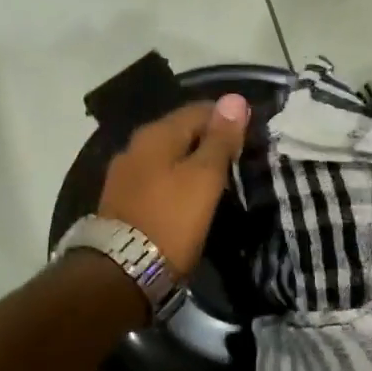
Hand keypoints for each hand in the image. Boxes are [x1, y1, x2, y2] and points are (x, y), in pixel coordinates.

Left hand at [97, 96, 250, 275]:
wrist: (121, 272)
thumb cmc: (171, 220)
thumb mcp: (204, 178)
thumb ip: (220, 139)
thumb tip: (235, 98)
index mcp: (156, 133)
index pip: (199, 110)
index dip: (227, 118)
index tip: (251, 136)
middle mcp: (135, 146)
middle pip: (180, 132)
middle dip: (208, 140)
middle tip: (237, 159)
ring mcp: (124, 174)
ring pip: (167, 157)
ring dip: (190, 163)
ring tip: (217, 180)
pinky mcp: (121, 201)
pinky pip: (156, 179)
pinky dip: (175, 182)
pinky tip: (188, 197)